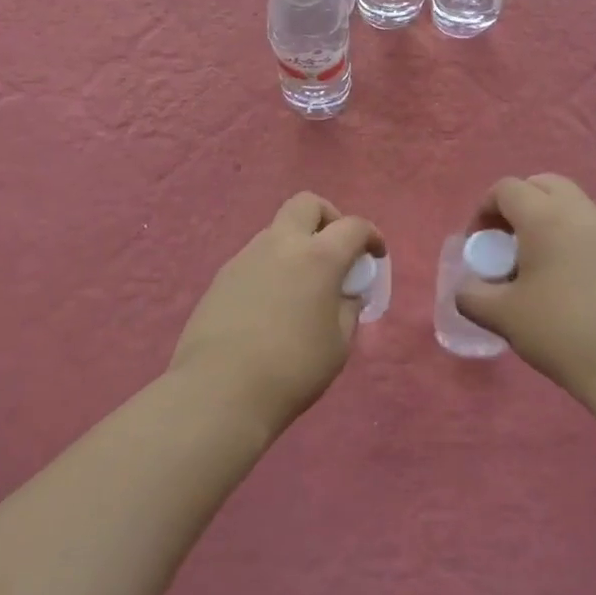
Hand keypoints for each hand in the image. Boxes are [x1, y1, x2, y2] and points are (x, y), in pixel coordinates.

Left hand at [170, 192, 382, 434]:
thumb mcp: (338, 344)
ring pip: (277, 230)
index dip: (370, 236)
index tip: (376, 255)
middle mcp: (280, 244)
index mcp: (318, 257)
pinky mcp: (222, 276)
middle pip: (306, 204)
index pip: (352, 227)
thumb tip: (344, 293)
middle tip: (335, 250)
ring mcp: (246, 257)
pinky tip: (272, 305)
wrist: (219, 389)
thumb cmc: (292, 369)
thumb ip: (347, 309)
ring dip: (296, 245)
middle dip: (328, 218)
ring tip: (303, 286)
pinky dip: (273, 267)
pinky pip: (255, 258)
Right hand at [455, 175, 595, 398]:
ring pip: (572, 206)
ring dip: (547, 221)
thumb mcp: (502, 316)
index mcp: (546, 217)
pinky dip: (571, 239)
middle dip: (518, 205)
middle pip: (543, 185)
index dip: (483, 210)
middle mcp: (582, 212)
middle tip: (506, 242)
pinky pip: (592, 230)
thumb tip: (467, 289)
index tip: (478, 246)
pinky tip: (567, 283)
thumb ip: (472, 296)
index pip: (507, 189)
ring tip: (536, 265)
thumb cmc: (562, 331)